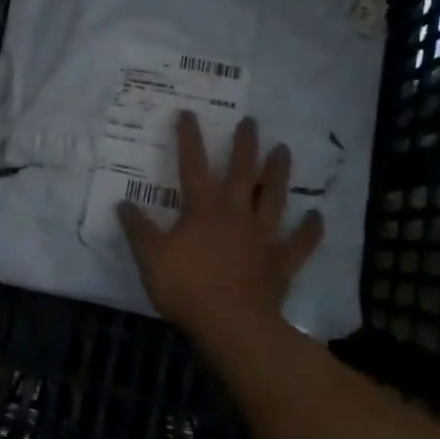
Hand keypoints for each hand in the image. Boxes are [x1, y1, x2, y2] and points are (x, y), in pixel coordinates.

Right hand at [117, 114, 323, 356]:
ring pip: (273, 197)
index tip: (188, 114)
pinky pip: (300, 242)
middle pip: (242, 172)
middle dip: (245, 145)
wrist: (232, 325)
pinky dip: (310, 229)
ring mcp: (262, 236)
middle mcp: (235, 214)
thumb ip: (138, 230)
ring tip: (284, 150)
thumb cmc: (187, 287)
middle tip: (251, 122)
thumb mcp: (150, 258)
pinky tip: (316, 216)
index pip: (192, 165)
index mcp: (202, 209)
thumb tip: (123, 204)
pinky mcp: (281, 261)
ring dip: (278, 173)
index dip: (189, 138)